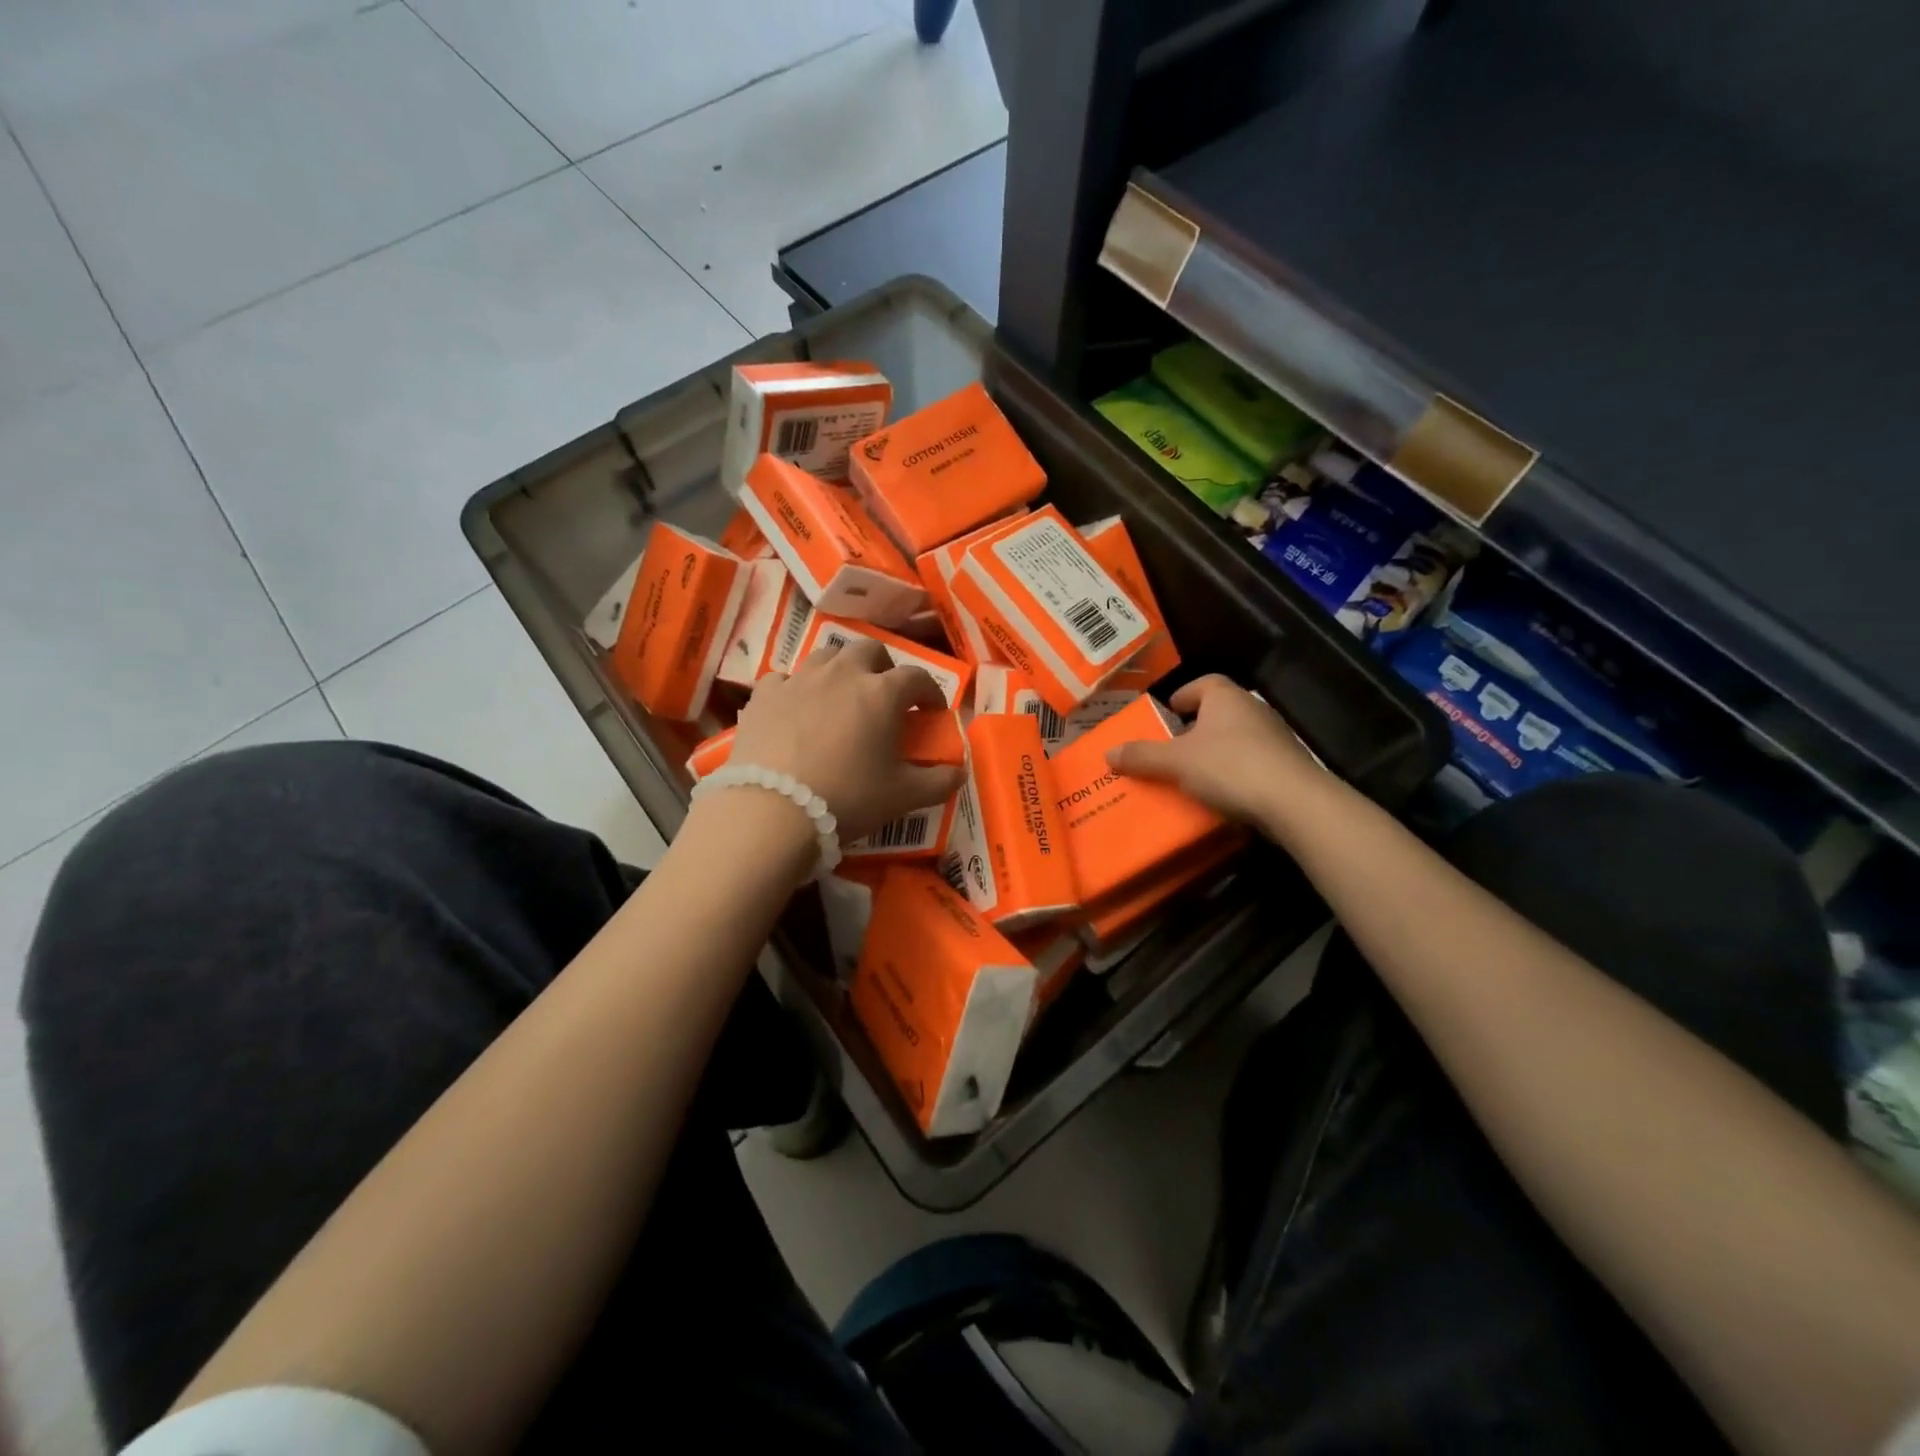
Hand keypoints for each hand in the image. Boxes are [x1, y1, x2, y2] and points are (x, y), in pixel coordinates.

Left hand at [725, 639, 965, 840]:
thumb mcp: (905, 796)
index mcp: (882, 692)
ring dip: (841, 670)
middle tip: (883, 697)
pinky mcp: (764, 694)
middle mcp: (843, 673)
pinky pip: (785, 679)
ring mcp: (800, 679)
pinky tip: (795, 710)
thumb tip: (959, 772)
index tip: (931, 711)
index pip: (917, 677)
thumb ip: (940, 781)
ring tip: (840, 698)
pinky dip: (796, 689)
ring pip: (826, 656)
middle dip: (883, 668)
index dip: (929, 692)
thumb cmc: (849, 798)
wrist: (774, 810)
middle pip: (870, 650)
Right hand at [1106, 674, 1323, 823]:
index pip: (1201, 684)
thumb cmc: (1228, 767)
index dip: (1180, 698)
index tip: (1164, 717)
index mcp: (1225, 697)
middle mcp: (1252, 709)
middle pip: (1216, 713)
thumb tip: (1108, 752)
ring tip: (1189, 777)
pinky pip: (1251, 763)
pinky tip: (1219, 795)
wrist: (1293, 802)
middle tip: (1169, 751)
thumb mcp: (1176, 762)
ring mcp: (1274, 737)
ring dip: (1213, 753)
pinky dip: (1233, 774)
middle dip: (1192, 730)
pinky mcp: (1286, 766)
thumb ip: (1142, 756)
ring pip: (1234, 739)